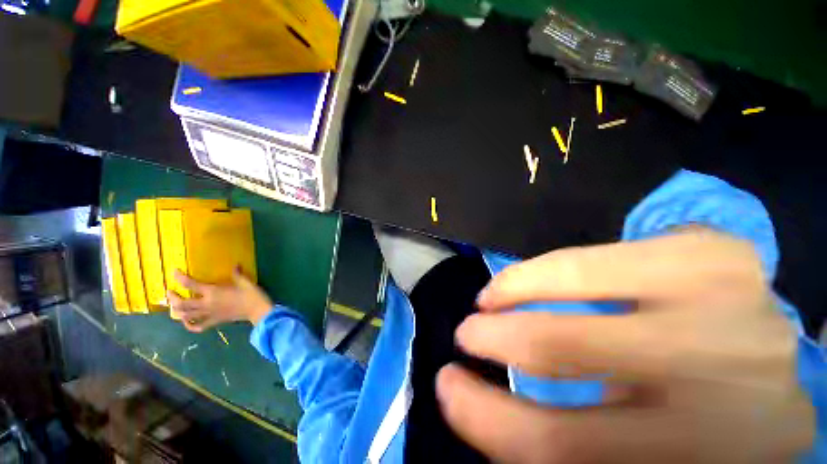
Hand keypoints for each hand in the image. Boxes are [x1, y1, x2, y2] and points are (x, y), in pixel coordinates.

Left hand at [167, 269, 272, 331]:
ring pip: (186, 316)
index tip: (174, 272)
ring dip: (177, 311)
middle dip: (173, 298)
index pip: (191, 285)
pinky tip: (187, 322)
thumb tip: (235, 265)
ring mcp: (209, 314)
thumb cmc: (251, 294)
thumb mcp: (245, 281)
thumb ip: (237, 274)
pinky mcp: (214, 321)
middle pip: (182, 303)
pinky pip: (198, 326)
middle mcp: (206, 304)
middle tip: (170, 292)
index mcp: (213, 292)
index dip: (181, 278)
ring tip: (175, 306)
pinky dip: (190, 326)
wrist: (257, 310)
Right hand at [437, 229, 814, 462]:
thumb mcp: (624, 447)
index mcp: (710, 458)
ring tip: (487, 301)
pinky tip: (526, 281)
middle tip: (465, 335)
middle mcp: (735, 380)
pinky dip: (545, 270)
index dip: (488, 418)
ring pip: (578, 281)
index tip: (448, 389)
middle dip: (495, 340)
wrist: (762, 378)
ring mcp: (733, 300)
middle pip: (570, 352)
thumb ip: (555, 430)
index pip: (566, 447)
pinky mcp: (716, 254)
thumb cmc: (691, 428)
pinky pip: (598, 255)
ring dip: (513, 292)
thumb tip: (468, 400)